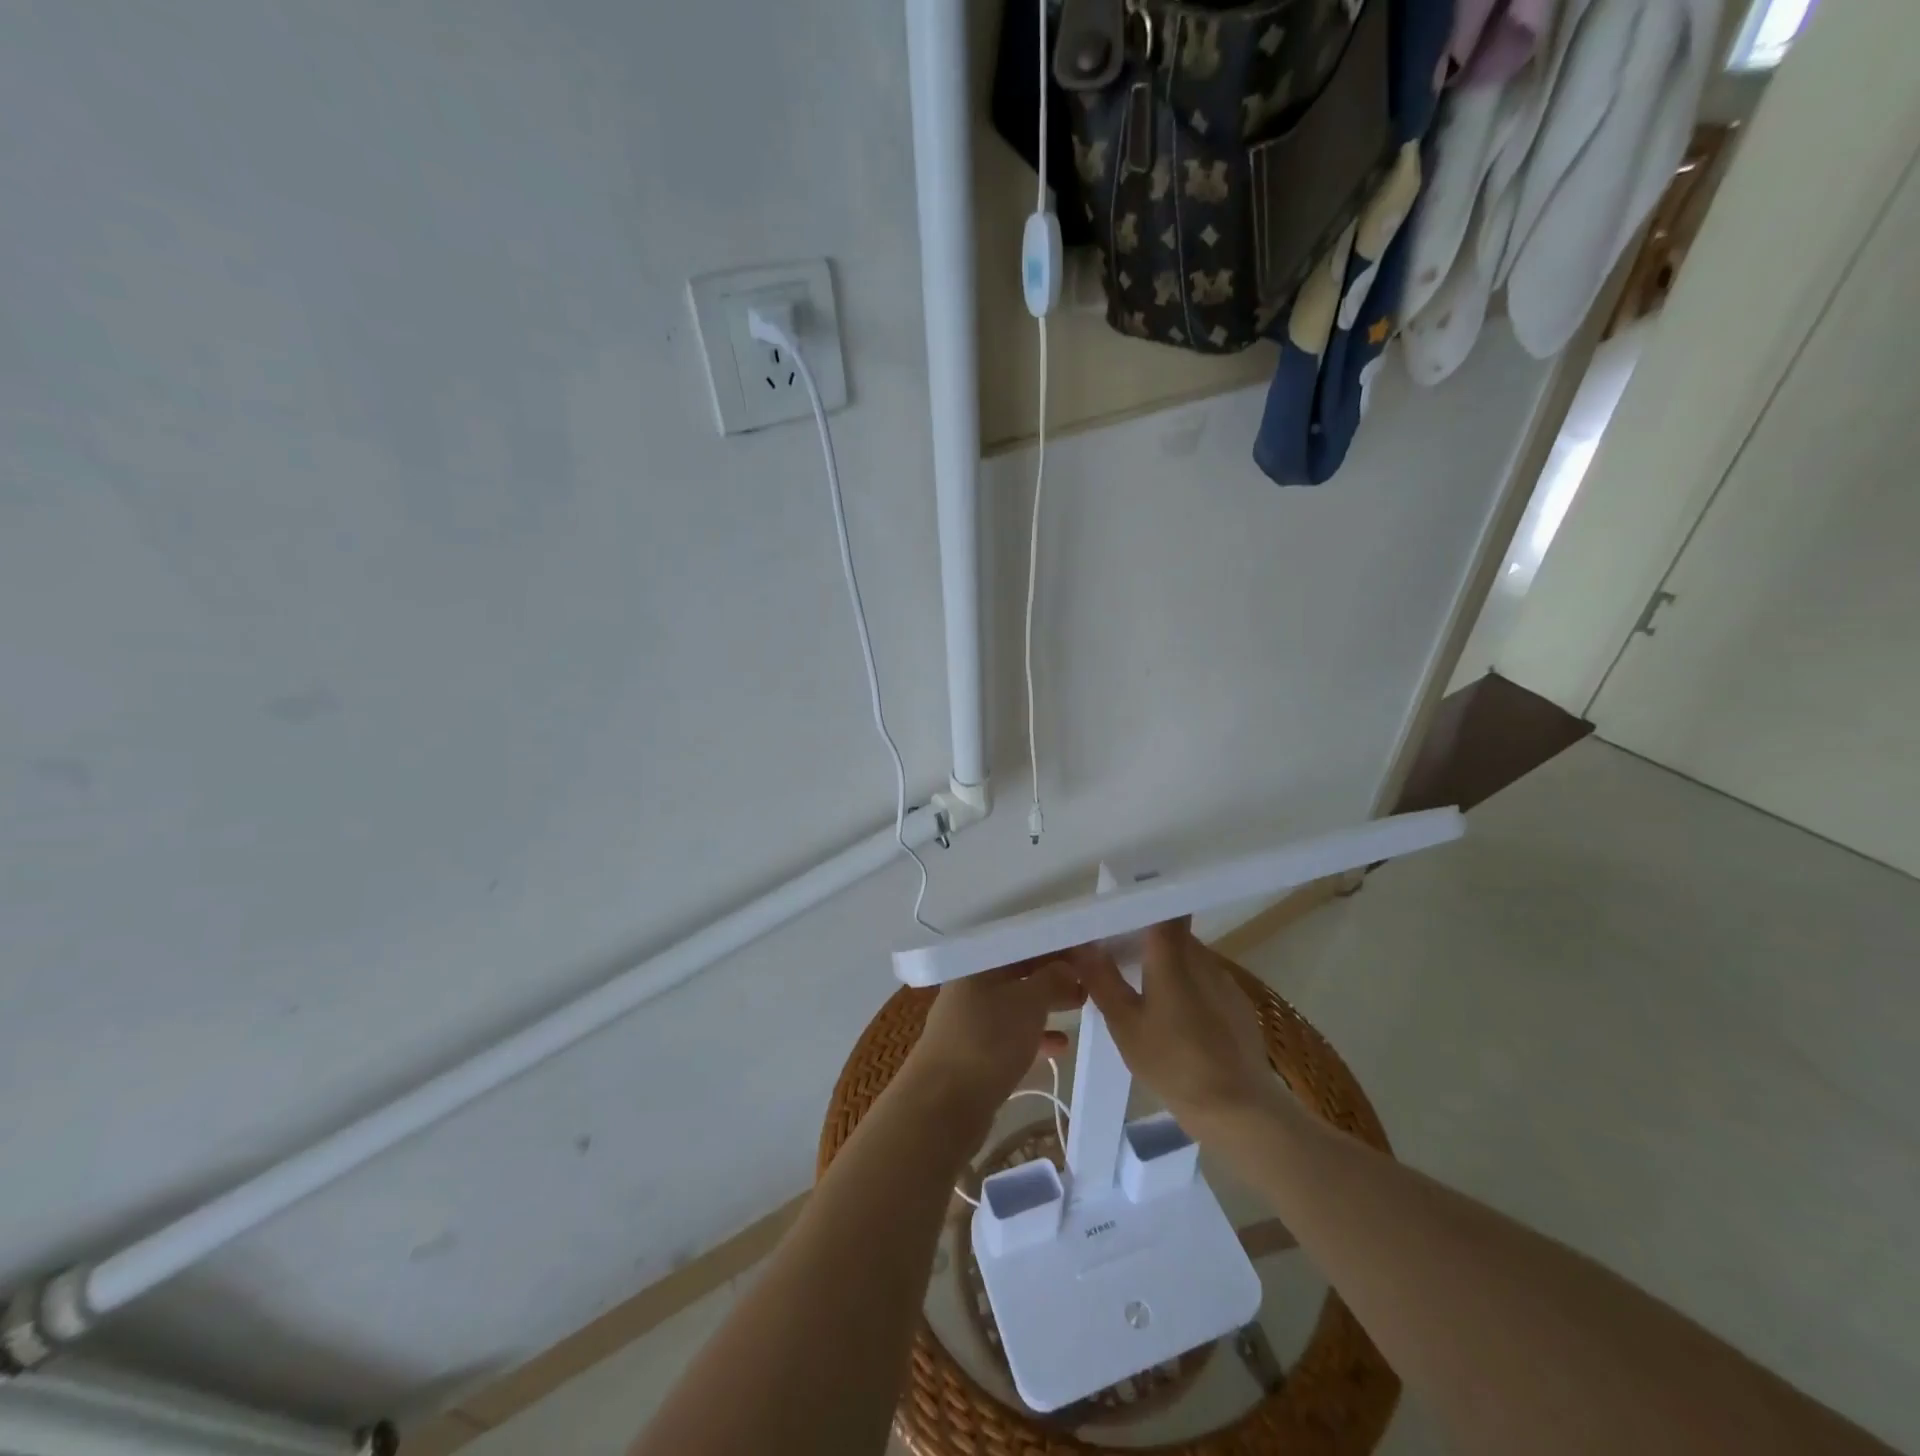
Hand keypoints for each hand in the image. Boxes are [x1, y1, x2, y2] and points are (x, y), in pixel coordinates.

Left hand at [903, 961, 1083, 1121]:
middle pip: (1018, 971)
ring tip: (1081, 1005)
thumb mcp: (1028, 1002)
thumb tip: (1068, 965)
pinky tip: (1062, 1046)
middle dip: (1053, 974)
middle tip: (1090, 978)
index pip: (1021, 941)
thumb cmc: (988, 1040)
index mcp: (978, 963)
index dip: (1053, 944)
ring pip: (1016, 1003)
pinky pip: (1011, 1034)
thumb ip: (1052, 979)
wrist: (944, 1105)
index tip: (1086, 949)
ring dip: (1047, 1004)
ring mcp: (971, 1020)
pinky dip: (1035, 1036)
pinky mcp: (975, 1052)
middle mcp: (971, 985)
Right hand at [1073, 921, 1277, 1126]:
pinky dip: (1187, 987)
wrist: (1239, 1109)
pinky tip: (1175, 1019)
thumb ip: (1102, 980)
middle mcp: (1202, 958)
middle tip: (1118, 955)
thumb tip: (1082, 946)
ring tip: (1143, 990)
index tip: (1118, 913)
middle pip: (1173, 932)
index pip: (1162, 908)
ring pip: (1189, 957)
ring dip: (1167, 965)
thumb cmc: (1173, 1063)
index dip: (1141, 904)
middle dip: (1147, 938)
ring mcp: (1224, 980)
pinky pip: (1205, 981)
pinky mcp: (1238, 1005)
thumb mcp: (1125, 1025)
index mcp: (1172, 956)